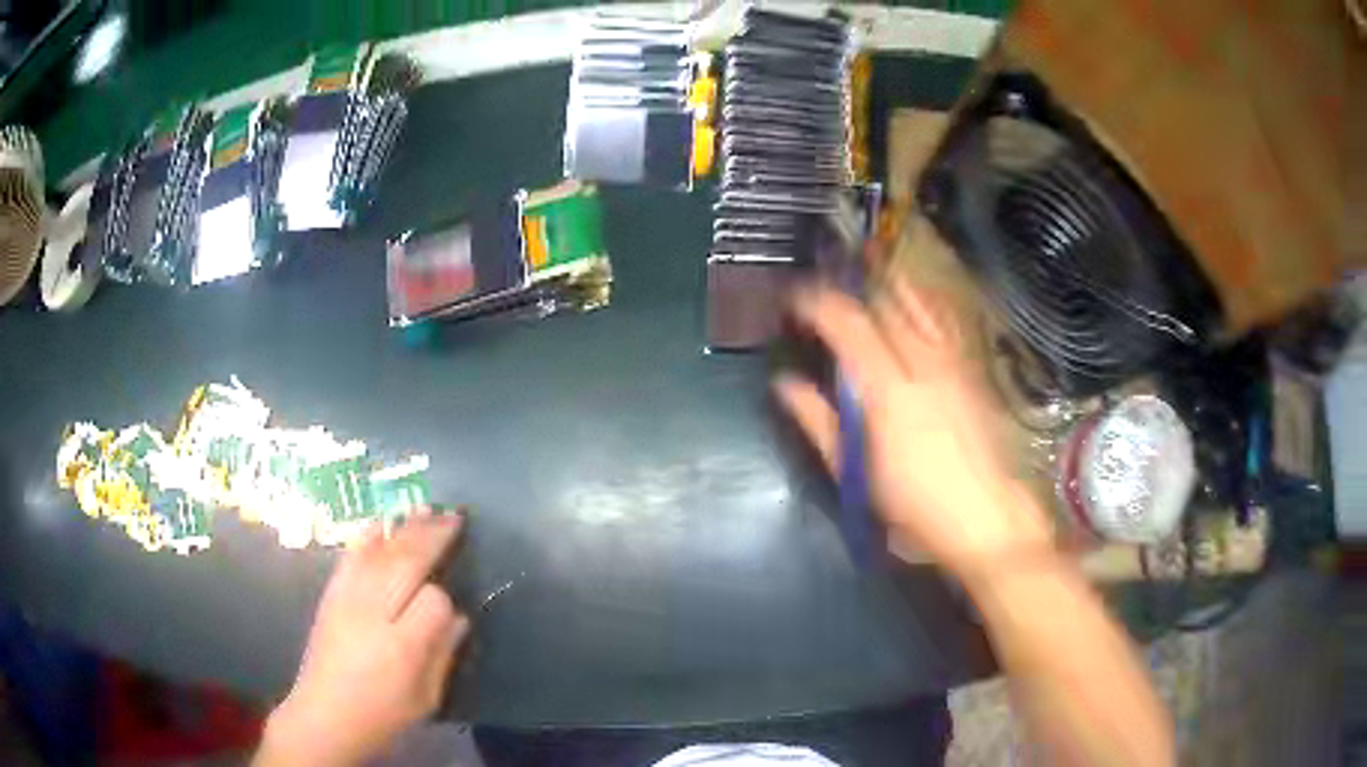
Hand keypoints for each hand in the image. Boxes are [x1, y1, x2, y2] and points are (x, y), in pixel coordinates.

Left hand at [257, 511, 467, 765]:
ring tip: (426, 508)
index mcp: (402, 646)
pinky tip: (382, 522)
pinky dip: (368, 536)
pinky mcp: (331, 594)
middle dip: (432, 537)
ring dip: (404, 529)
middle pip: (406, 562)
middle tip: (454, 516)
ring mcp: (347, 598)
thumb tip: (460, 618)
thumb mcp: (425, 697)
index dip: (446, 598)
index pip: (433, 600)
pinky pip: (351, 555)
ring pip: (380, 552)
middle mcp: (373, 612)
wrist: (324, 715)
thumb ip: (443, 654)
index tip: (452, 610)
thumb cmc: (382, 715)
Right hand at [775, 275, 1052, 577]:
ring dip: (885, 291)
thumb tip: (785, 385)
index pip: (848, 323)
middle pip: (883, 303)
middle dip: (849, 294)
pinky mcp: (972, 372)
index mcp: (888, 388)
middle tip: (825, 302)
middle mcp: (923, 363)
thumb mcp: (856, 475)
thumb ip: (819, 423)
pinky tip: (910, 312)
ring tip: (863, 294)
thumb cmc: (914, 508)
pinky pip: (940, 322)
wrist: (988, 518)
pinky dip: (918, 307)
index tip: (793, 303)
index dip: (816, 303)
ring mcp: (953, 363)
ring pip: (917, 305)